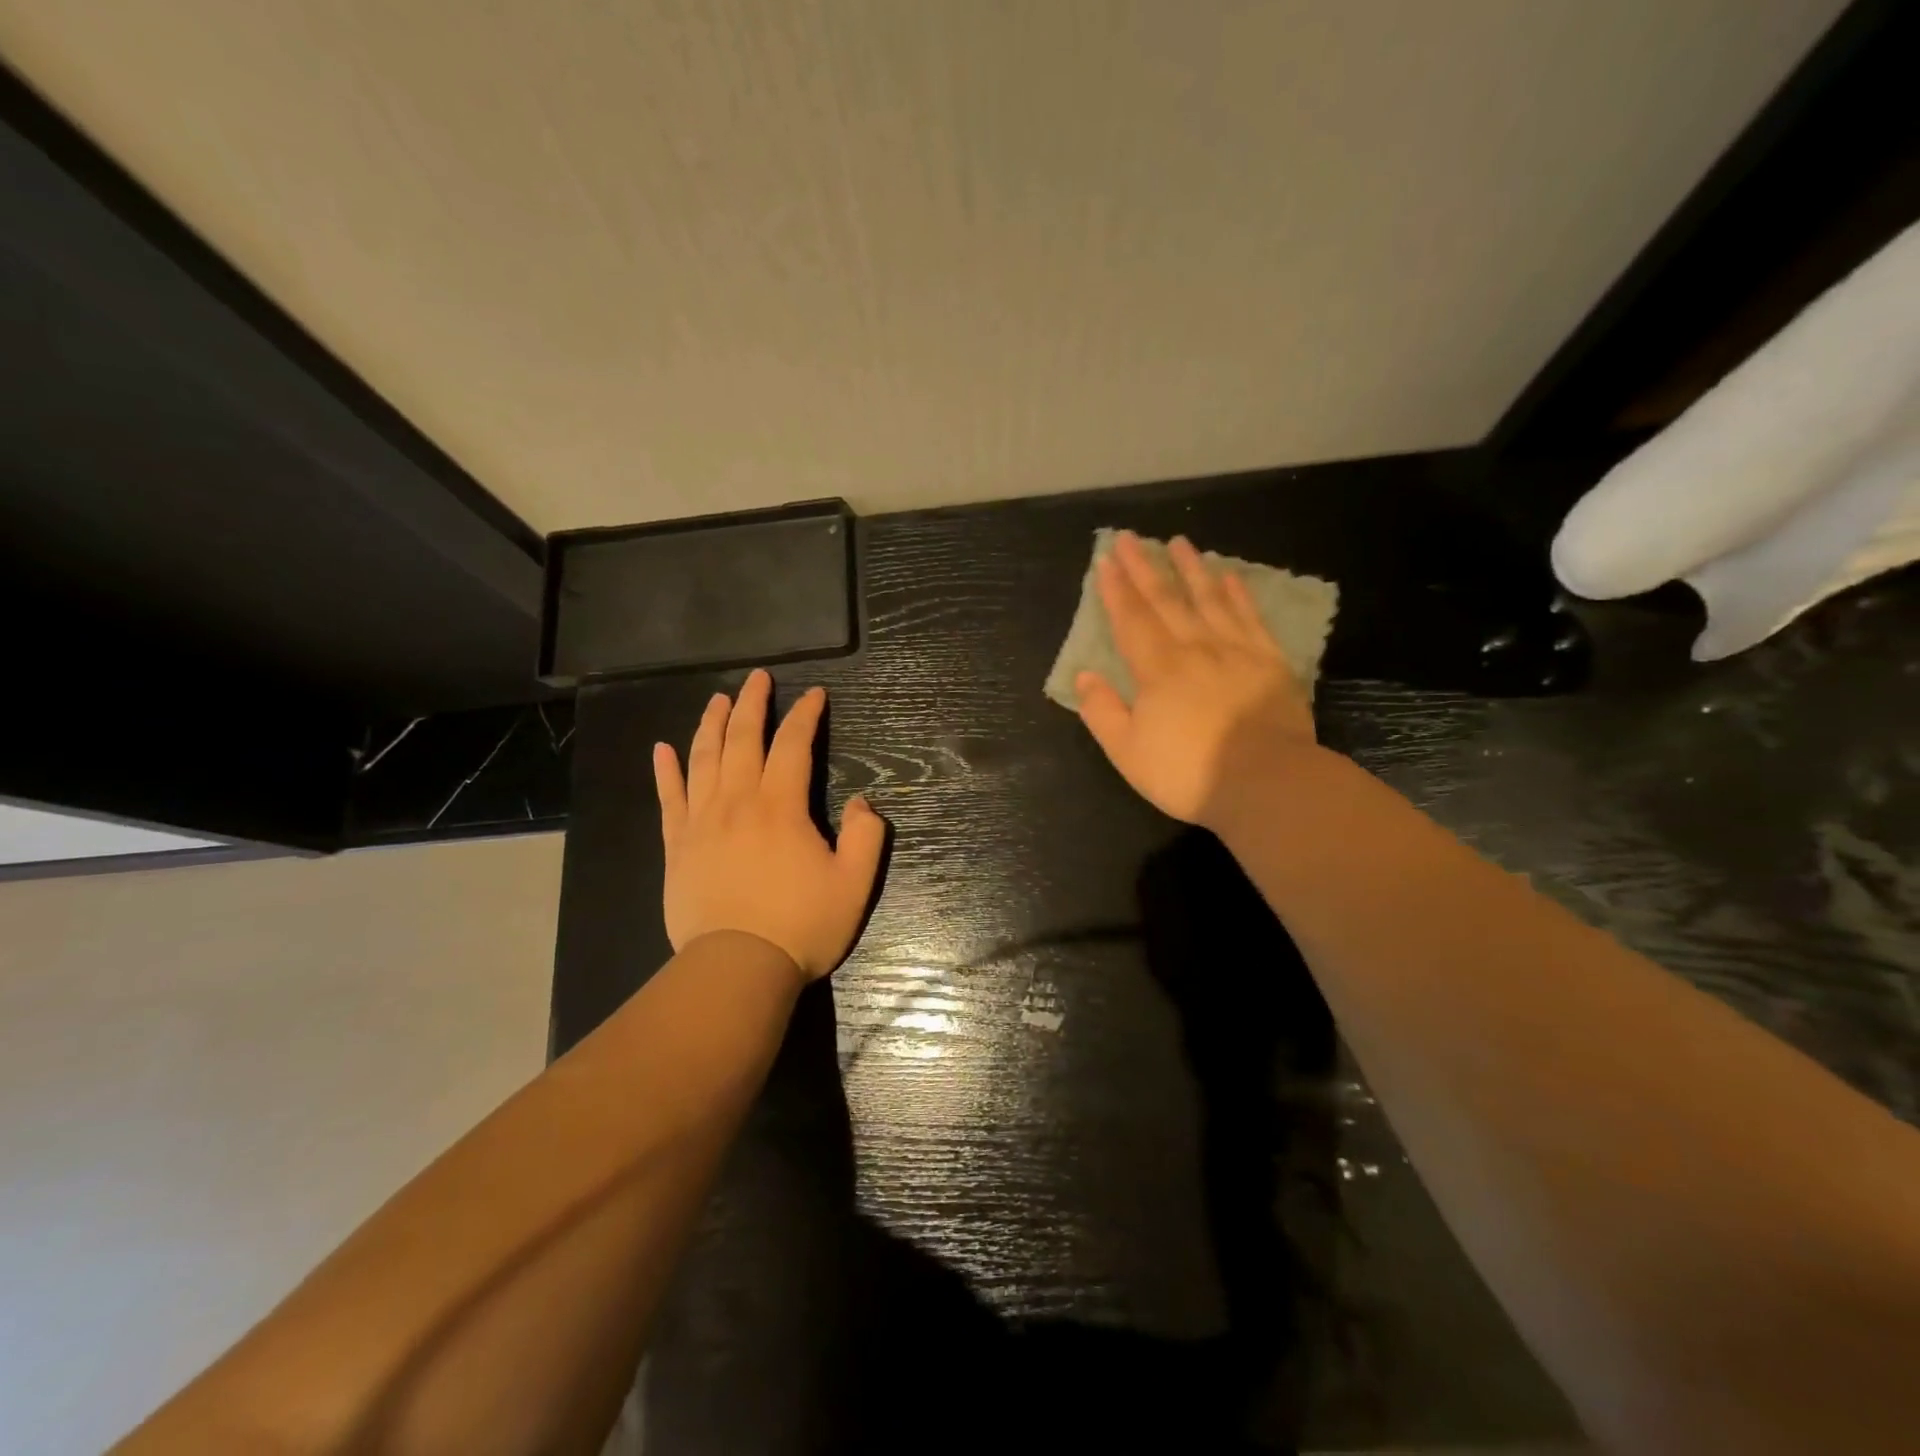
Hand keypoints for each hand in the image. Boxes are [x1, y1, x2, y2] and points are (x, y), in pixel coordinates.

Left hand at [653, 670, 885, 980]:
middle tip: (759, 678)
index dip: (805, 715)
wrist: (737, 969)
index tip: (815, 695)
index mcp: (781, 807)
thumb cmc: (801, 926)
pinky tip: (662, 748)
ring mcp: (701, 822)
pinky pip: (669, 798)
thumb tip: (863, 802)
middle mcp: (737, 802)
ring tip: (717, 699)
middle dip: (753, 703)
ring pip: (703, 759)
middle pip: (742, 739)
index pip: (793, 745)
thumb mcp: (854, 884)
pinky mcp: (677, 846)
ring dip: (711, 723)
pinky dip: (665, 770)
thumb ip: (867, 837)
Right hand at [1075, 531, 1316, 827]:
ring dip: (1191, 569)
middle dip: (1145, 567)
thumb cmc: (1188, 772)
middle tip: (1130, 538)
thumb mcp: (1127, 752)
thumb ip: (1102, 711)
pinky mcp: (1269, 662)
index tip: (1106, 561)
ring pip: (1209, 599)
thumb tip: (1085, 674)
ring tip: (1179, 542)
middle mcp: (1195, 648)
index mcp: (1157, 669)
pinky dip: (1238, 594)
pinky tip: (1230, 577)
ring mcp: (1236, 651)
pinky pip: (1250, 618)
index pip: (1131, 620)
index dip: (1116, 590)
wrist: (1266, 783)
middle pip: (1166, 600)